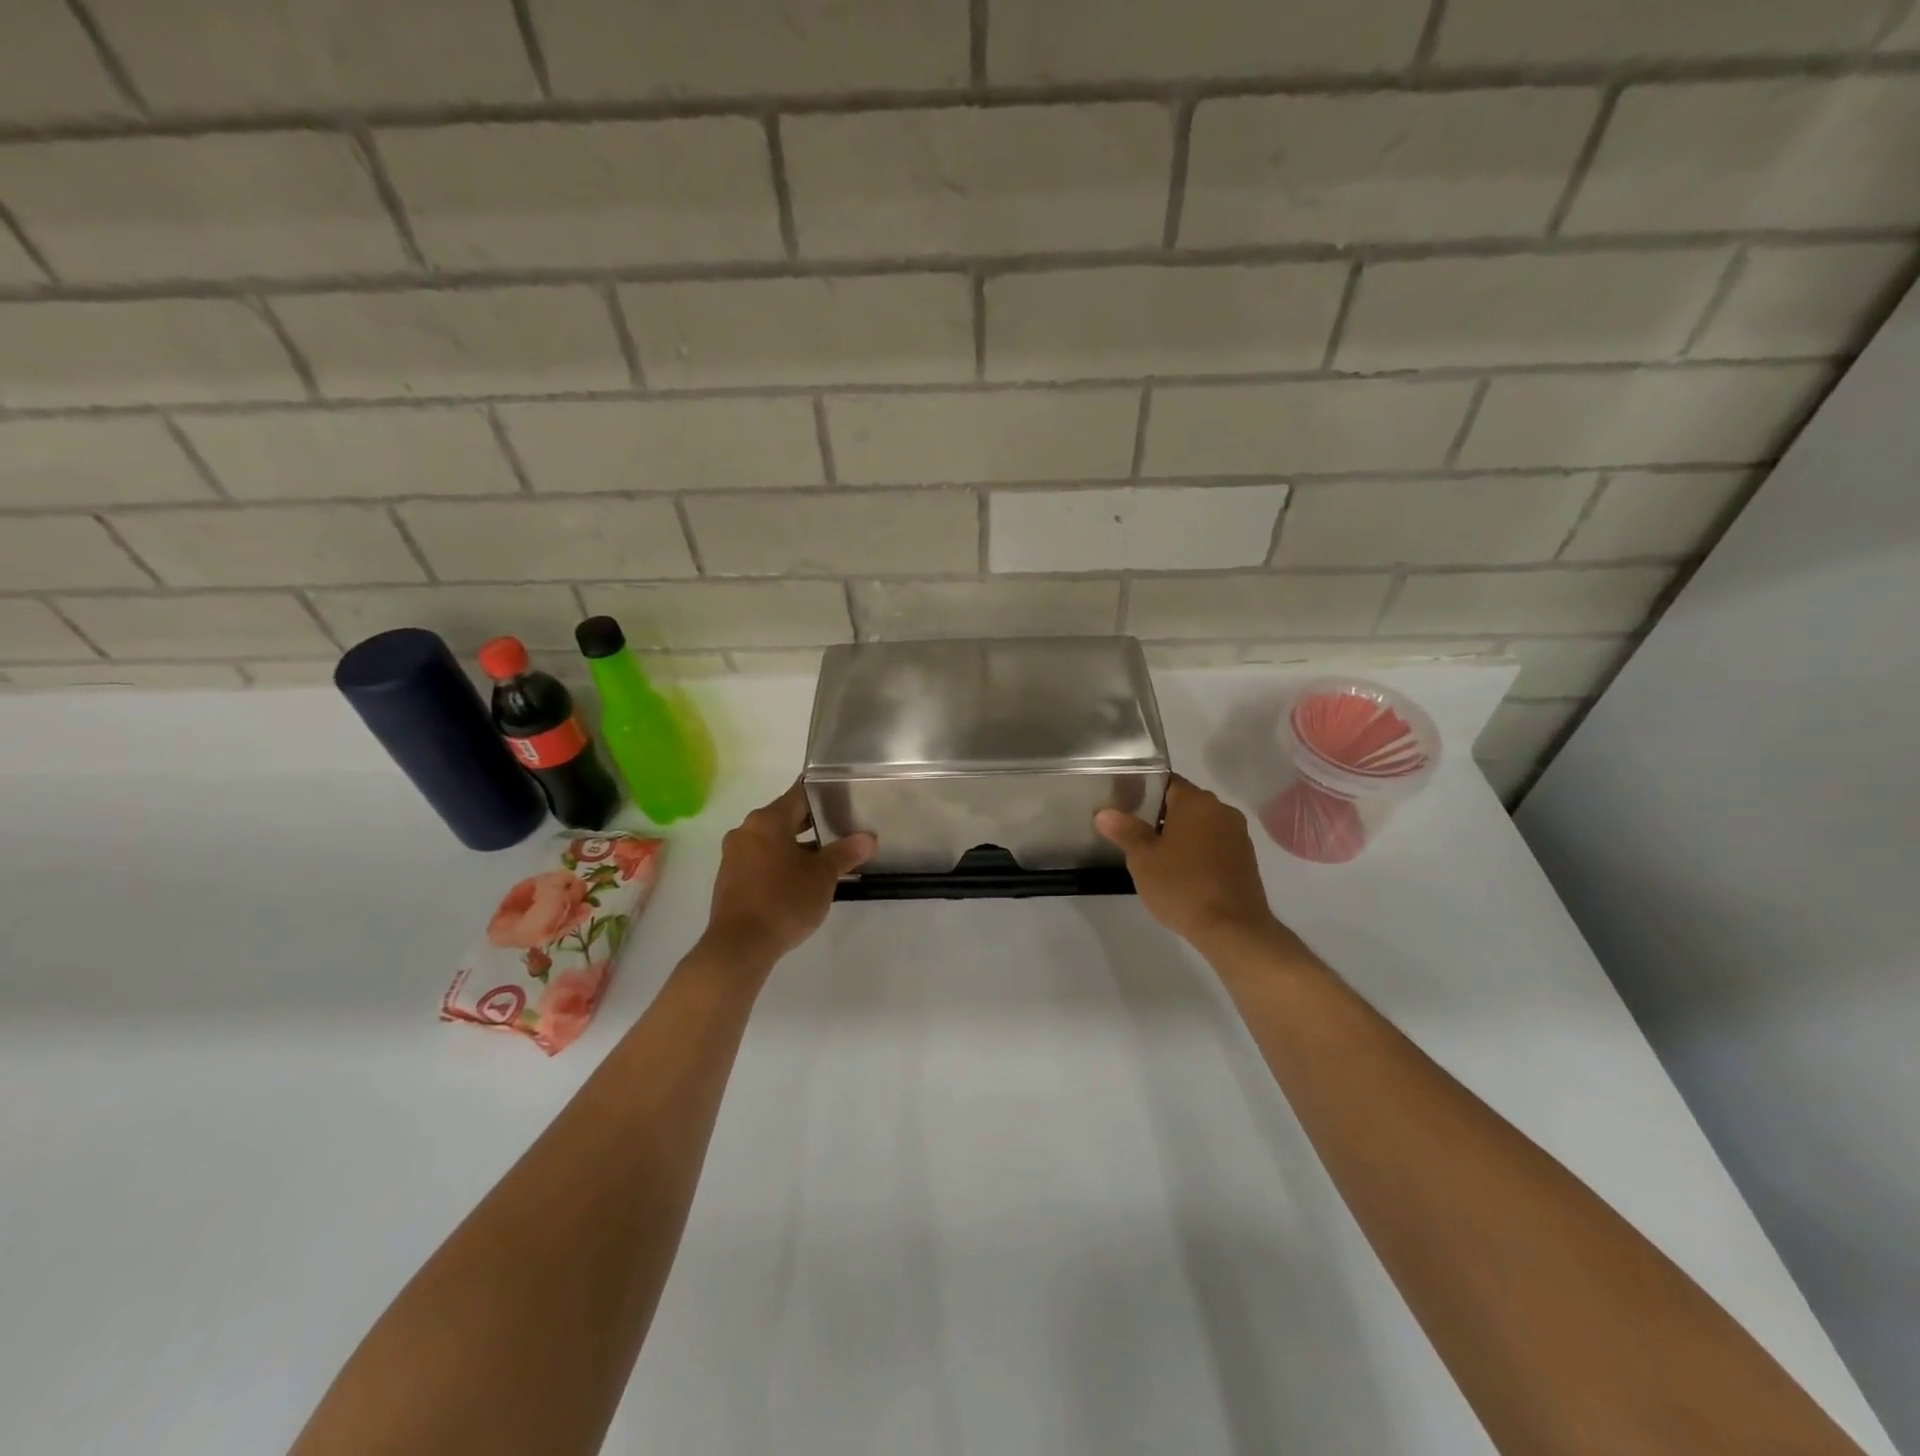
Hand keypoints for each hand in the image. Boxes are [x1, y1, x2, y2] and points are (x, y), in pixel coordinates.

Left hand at [704, 784, 873, 965]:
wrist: (739, 946)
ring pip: (772, 841)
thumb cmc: (784, 900)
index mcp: (767, 820)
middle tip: (842, 828)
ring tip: (826, 858)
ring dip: (797, 846)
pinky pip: (761, 860)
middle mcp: (746, 831)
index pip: (799, 794)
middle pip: (785, 817)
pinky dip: (780, 863)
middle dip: (813, 823)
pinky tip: (800, 880)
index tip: (843, 795)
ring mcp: (734, 856)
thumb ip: (845, 853)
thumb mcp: (823, 876)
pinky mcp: (730, 879)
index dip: (823, 793)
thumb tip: (868, 838)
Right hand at [1096, 775, 1288, 956]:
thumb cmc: (1182, 886)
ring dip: (1182, 835)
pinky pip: (1216, 845)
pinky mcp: (1246, 859)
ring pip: (1202, 825)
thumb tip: (1104, 813)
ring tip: (1157, 856)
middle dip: (1162, 815)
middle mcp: (1222, 810)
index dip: (1145, 791)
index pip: (1167, 782)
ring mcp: (1238, 835)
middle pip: (1186, 803)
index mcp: (1197, 802)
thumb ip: (1125, 831)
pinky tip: (1183, 873)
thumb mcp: (1143, 859)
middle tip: (1136, 834)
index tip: (1127, 807)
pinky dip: (1199, 852)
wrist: (1232, 929)